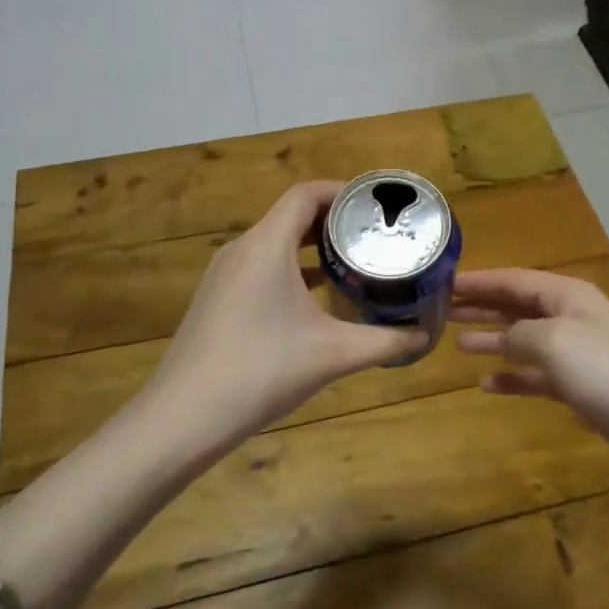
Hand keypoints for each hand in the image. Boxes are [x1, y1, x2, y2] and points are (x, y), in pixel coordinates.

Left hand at [142, 181, 424, 449]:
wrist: (184, 417)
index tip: (377, 205)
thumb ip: (384, 341)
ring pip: (274, 241)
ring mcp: (223, 274)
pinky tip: (315, 295)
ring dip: (311, 244)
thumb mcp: (333, 354)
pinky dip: (290, 266)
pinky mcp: (217, 297)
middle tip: (374, 233)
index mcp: (266, 245)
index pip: (306, 194)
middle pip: (291, 214)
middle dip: (334, 219)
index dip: (343, 191)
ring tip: (351, 259)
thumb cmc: (262, 371)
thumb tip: (424, 336)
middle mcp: (242, 249)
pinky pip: (259, 265)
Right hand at [453, 268, 608, 472]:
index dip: (480, 281)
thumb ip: (519, 333)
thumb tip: (502, 336)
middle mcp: (570, 318)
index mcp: (566, 296)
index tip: (445, 282)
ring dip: (493, 340)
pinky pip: (537, 376)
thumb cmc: (608, 370)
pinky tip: (487, 385)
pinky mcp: (582, 388)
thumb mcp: (554, 341)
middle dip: (483, 307)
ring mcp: (577, 354)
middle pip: (518, 306)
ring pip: (525, 340)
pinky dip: (513, 378)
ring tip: (457, 344)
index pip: (513, 280)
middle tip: (443, 310)